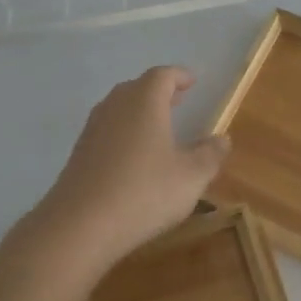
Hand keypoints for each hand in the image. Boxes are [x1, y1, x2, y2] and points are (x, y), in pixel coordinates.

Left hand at [31, 66, 229, 273]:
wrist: (80, 225)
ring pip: (118, 109)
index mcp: (144, 101)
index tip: (192, 81)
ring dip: (139, 112)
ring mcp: (92, 129)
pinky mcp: (79, 153)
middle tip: (177, 100)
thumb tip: (222, 139)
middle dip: (158, 92)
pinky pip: (106, 132)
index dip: (179, 76)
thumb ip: (210, 155)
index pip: (162, 76)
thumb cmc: (144, 192)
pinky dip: (123, 133)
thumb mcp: (190, 177)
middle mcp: (115, 106)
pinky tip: (133, 157)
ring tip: (157, 127)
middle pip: (137, 88)